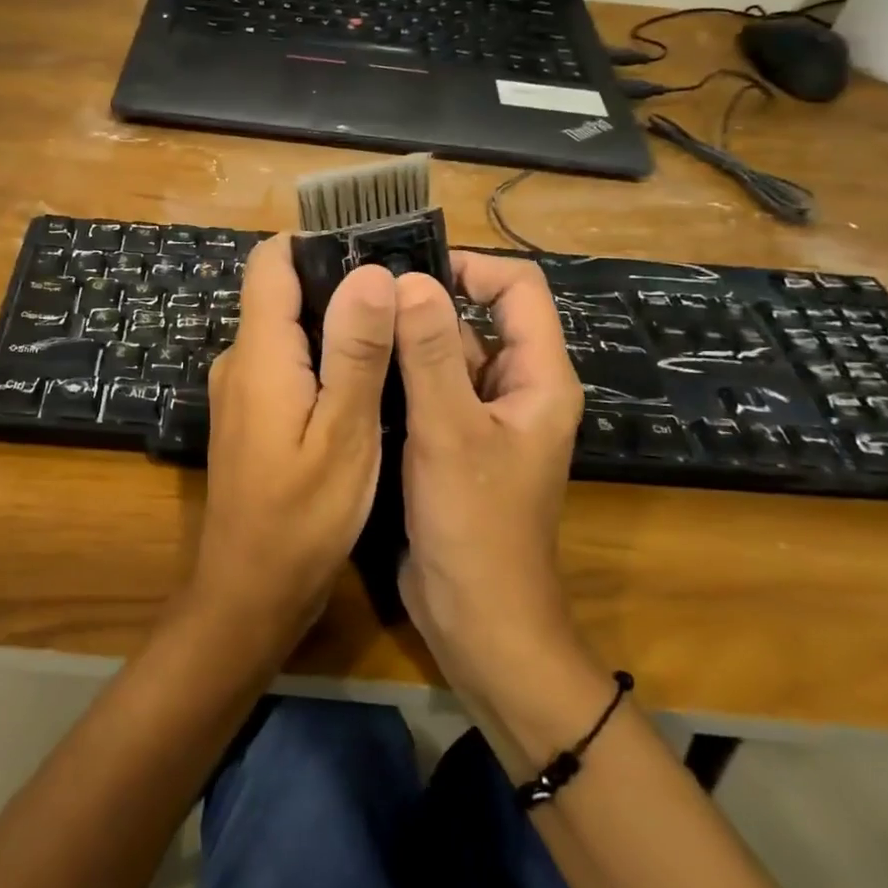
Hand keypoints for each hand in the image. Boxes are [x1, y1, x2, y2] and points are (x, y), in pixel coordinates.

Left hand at [188, 235, 396, 648]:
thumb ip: (356, 351)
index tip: (373, 248)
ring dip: (335, 326)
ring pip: (287, 330)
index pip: (271, 262)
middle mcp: (239, 360)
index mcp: (259, 353)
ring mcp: (240, 389)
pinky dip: (322, 360)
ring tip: (395, 338)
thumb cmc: (302, 518)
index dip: (316, 243)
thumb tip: (370, 272)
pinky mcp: (249, 415)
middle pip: (282, 293)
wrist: (249, 590)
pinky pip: (284, 365)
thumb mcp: (345, 433)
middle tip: (403, 300)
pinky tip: (365, 382)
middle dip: (338, 285)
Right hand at [394, 252, 586, 712]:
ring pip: (445, 357)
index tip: (407, 270)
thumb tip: (411, 280)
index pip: (518, 290)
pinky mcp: (453, 444)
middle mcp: (516, 389)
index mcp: (538, 378)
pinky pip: (428, 392)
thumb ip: (432, 354)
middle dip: (424, 305)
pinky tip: (353, 371)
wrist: (478, 619)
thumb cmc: (475, 525)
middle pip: (477, 321)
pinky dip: (398, 377)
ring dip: (406, 341)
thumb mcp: (450, 432)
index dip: (470, 268)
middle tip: (360, 297)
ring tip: (348, 325)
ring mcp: (483, 418)